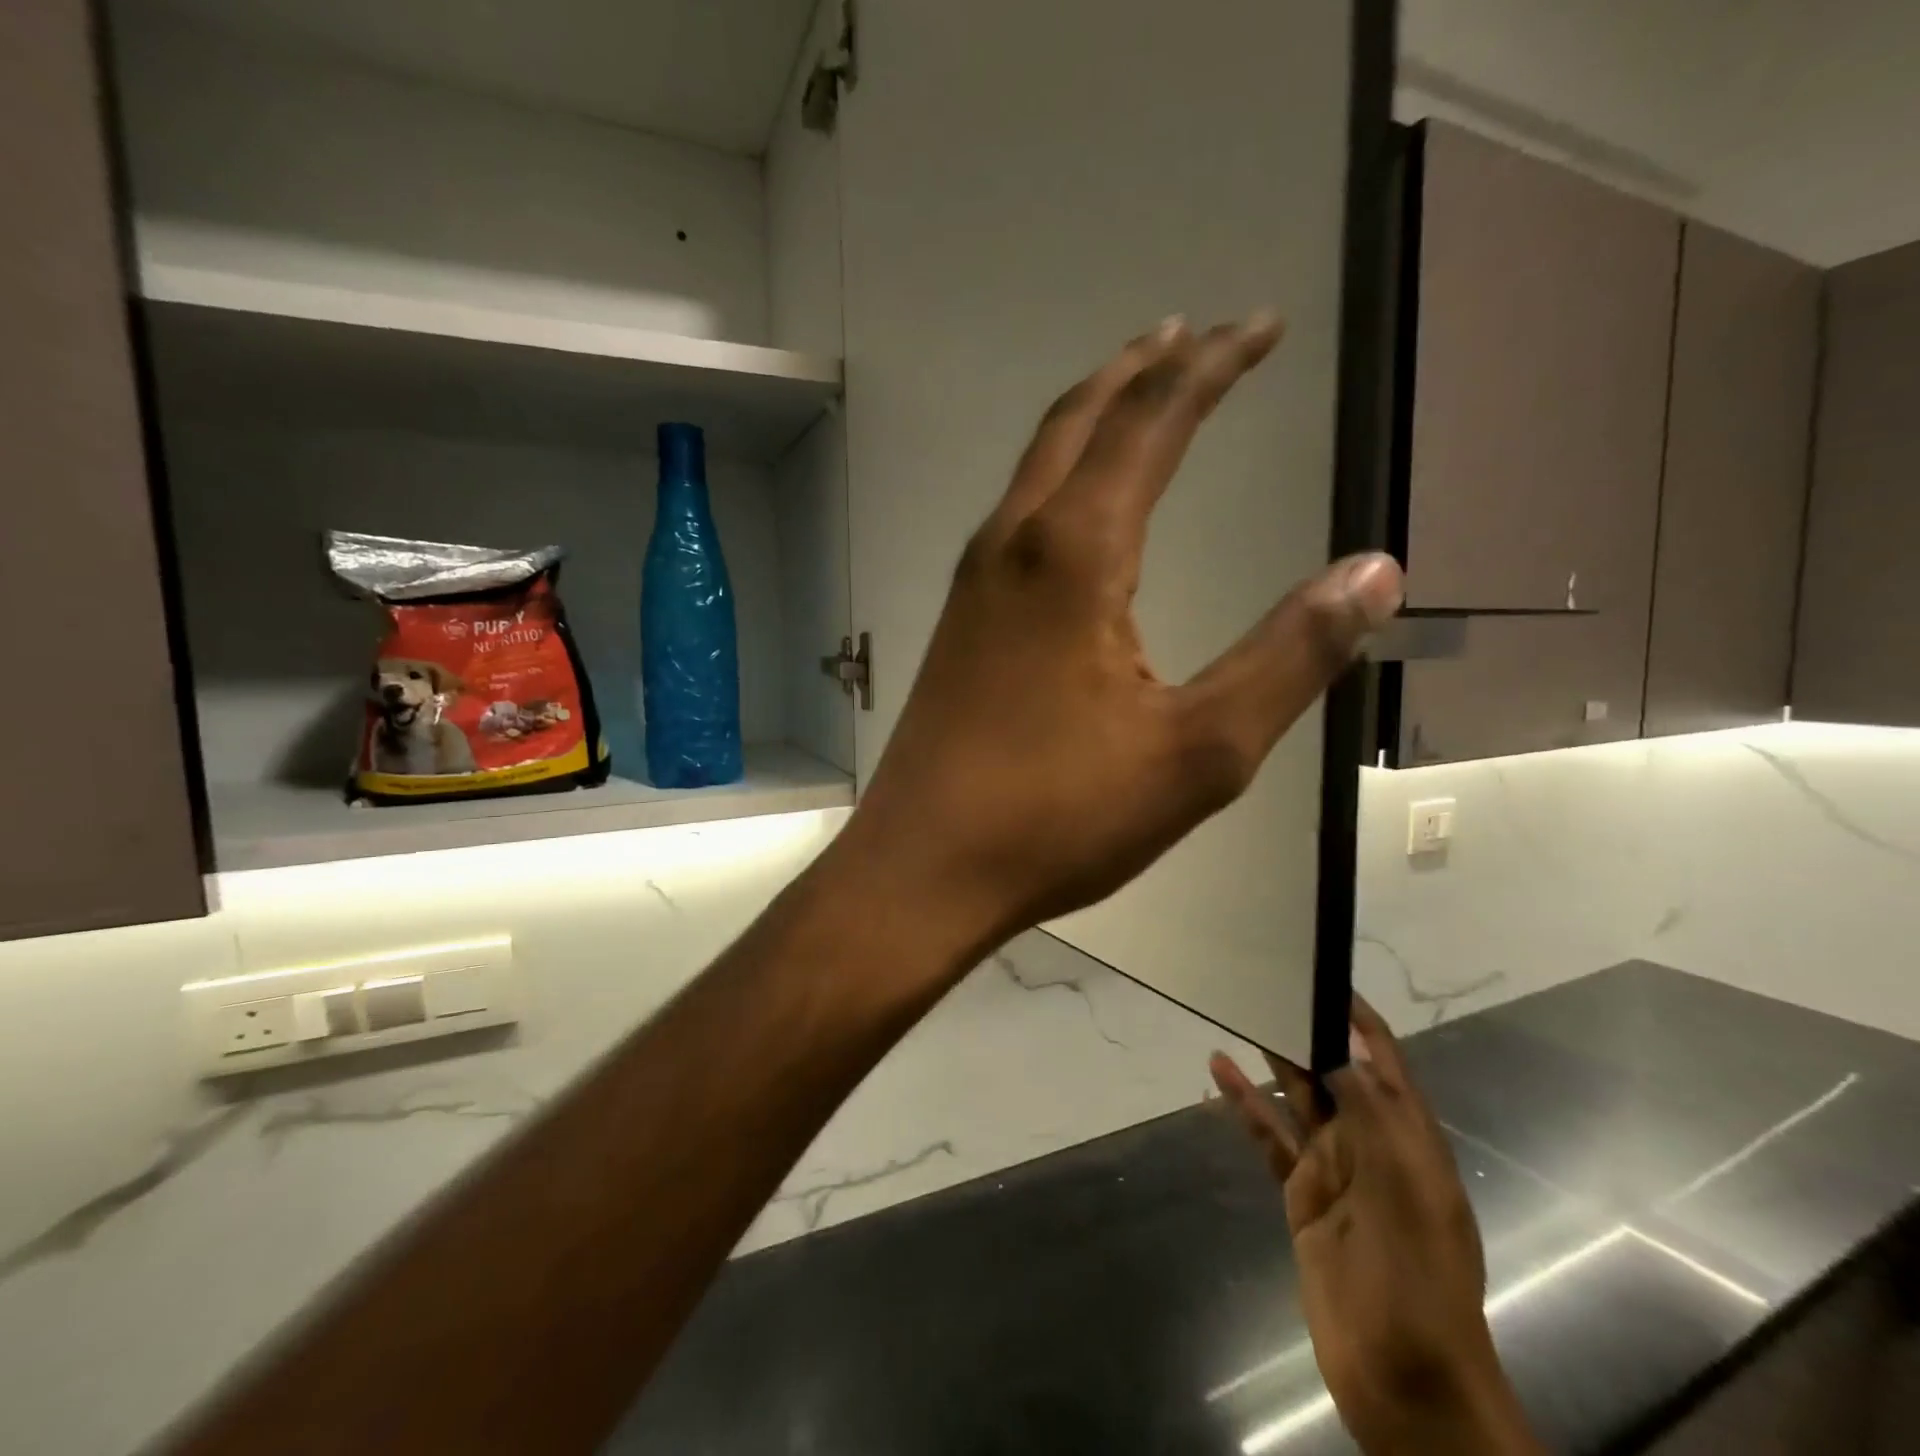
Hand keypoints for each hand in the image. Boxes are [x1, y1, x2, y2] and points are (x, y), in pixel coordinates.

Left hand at [836, 314, 1403, 956]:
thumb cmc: (1058, 816)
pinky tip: (1073, 508)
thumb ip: (1288, 657)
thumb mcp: (1198, 751)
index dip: (1211, 366)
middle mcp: (1014, 547)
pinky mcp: (958, 624)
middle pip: (1078, 421)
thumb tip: (1374, 571)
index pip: (1152, 423)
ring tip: (1137, 392)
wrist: (926, 866)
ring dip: (1090, 416)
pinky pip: (1013, 518)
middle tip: (1194, 334)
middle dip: (1142, 368)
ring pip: (1035, 466)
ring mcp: (973, 584)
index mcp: (1075, 556)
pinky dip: (1056, 478)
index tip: (1259, 327)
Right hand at [1210, 1001, 1543, 1455]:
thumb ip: (1371, 1117)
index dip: (1361, 1021)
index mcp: (1410, 1141)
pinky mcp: (1302, 1195)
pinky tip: (1219, 1074)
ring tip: (1240, 1015)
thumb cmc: (1417, 1279)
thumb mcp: (1405, 1190)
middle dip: (1306, 1032)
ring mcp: (1334, 1170)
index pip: (1387, 1063)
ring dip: (1272, 1061)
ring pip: (1298, 1100)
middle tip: (1266, 987)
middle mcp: (1372, 1146)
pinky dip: (1245, 1106)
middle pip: (1335, 1073)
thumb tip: (1338, 1054)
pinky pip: (1270, 1138)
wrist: (1405, 1379)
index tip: (1326, 980)